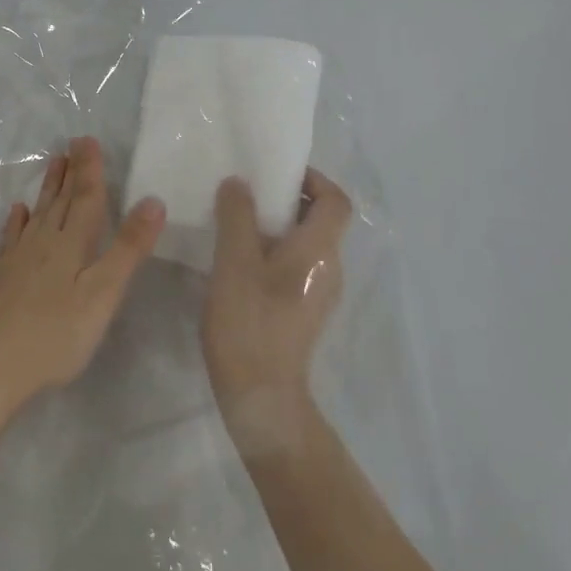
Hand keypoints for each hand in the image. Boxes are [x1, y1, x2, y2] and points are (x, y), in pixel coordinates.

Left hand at [0, 136, 164, 419]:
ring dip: (48, 188)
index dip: (90, 169)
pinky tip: (17, 212)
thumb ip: (128, 248)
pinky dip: (17, 221)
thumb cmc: (57, 335)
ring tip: (54, 164)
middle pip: (60, 200)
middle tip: (73, 143)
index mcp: (71, 244)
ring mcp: (18, 259)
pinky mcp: (2, 278)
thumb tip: (153, 200)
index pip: (85, 198)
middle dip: (71, 171)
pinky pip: (12, 238)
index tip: (89, 139)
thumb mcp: (103, 294)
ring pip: (38, 214)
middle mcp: (43, 243)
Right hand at [202, 168, 351, 451]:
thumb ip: (237, 216)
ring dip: (275, 229)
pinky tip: (238, 266)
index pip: (336, 201)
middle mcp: (329, 268)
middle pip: (320, 221)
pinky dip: (273, 255)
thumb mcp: (234, 261)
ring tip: (235, 228)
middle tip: (245, 197)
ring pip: (305, 245)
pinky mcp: (303, 313)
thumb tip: (239, 183)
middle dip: (286, 201)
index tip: (276, 175)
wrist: (261, 396)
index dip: (313, 180)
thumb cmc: (249, 322)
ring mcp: (319, 294)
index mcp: (319, 250)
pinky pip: (295, 268)